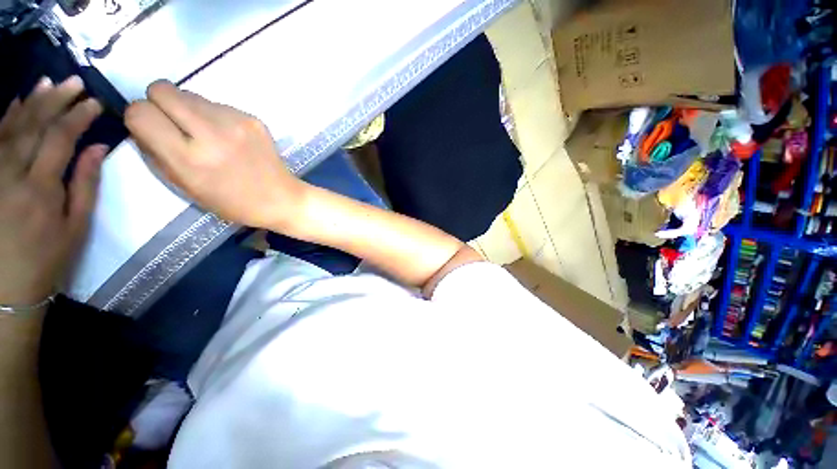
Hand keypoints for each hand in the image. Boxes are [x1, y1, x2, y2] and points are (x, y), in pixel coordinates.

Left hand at [0, 76, 106, 305]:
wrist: (6, 285)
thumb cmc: (48, 258)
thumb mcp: (76, 227)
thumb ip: (86, 185)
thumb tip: (99, 148)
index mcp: (41, 188)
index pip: (61, 138)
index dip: (79, 116)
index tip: (96, 103)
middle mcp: (13, 173)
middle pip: (35, 125)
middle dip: (56, 100)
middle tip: (75, 82)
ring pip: (12, 126)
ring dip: (32, 102)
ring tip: (49, 83)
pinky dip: (7, 117)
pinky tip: (19, 103)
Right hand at [125, 80, 307, 228]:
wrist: (281, 198)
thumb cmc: (232, 201)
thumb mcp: (185, 187)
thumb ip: (157, 153)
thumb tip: (143, 122)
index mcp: (189, 158)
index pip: (140, 112)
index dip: (139, 118)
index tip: (150, 129)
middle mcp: (212, 133)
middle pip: (161, 89)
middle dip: (159, 104)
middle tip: (174, 126)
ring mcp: (236, 122)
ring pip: (190, 94)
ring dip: (188, 110)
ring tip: (206, 134)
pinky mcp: (253, 118)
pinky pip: (217, 103)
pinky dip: (214, 116)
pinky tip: (229, 137)